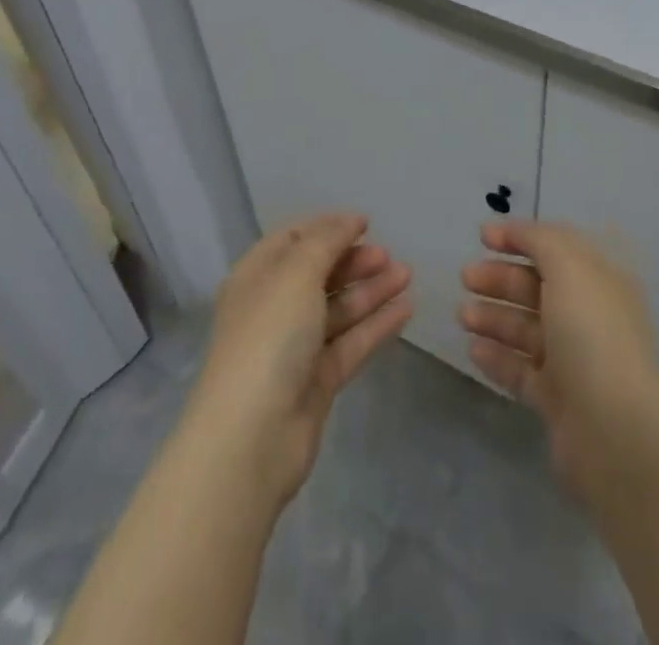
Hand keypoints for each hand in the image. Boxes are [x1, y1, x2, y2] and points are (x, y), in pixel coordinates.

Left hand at [183, 213, 410, 510]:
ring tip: (407, 275)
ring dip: (371, 290)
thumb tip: (350, 220)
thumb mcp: (296, 273)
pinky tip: (405, 309)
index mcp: (256, 277)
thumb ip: (327, 241)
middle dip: (354, 261)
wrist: (251, 438)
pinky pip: (350, 342)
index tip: (365, 223)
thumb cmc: (268, 337)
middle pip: (318, 274)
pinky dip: (375, 324)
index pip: (292, 239)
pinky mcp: (316, 381)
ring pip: (338, 309)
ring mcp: (294, 347)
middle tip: (388, 255)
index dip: (327, 228)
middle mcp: (273, 308)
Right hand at [460, 220, 658, 504]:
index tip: (482, 235)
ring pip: (526, 328)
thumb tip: (517, 230)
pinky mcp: (557, 399)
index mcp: (600, 280)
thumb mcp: (568, 268)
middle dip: (500, 278)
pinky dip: (497, 357)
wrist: (613, 431)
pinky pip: (521, 369)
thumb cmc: (592, 334)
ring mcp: (573, 359)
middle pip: (537, 287)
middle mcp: (589, 315)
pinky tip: (473, 349)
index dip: (520, 237)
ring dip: (493, 317)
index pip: (556, 247)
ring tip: (462, 315)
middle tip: (465, 277)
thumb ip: (540, 241)